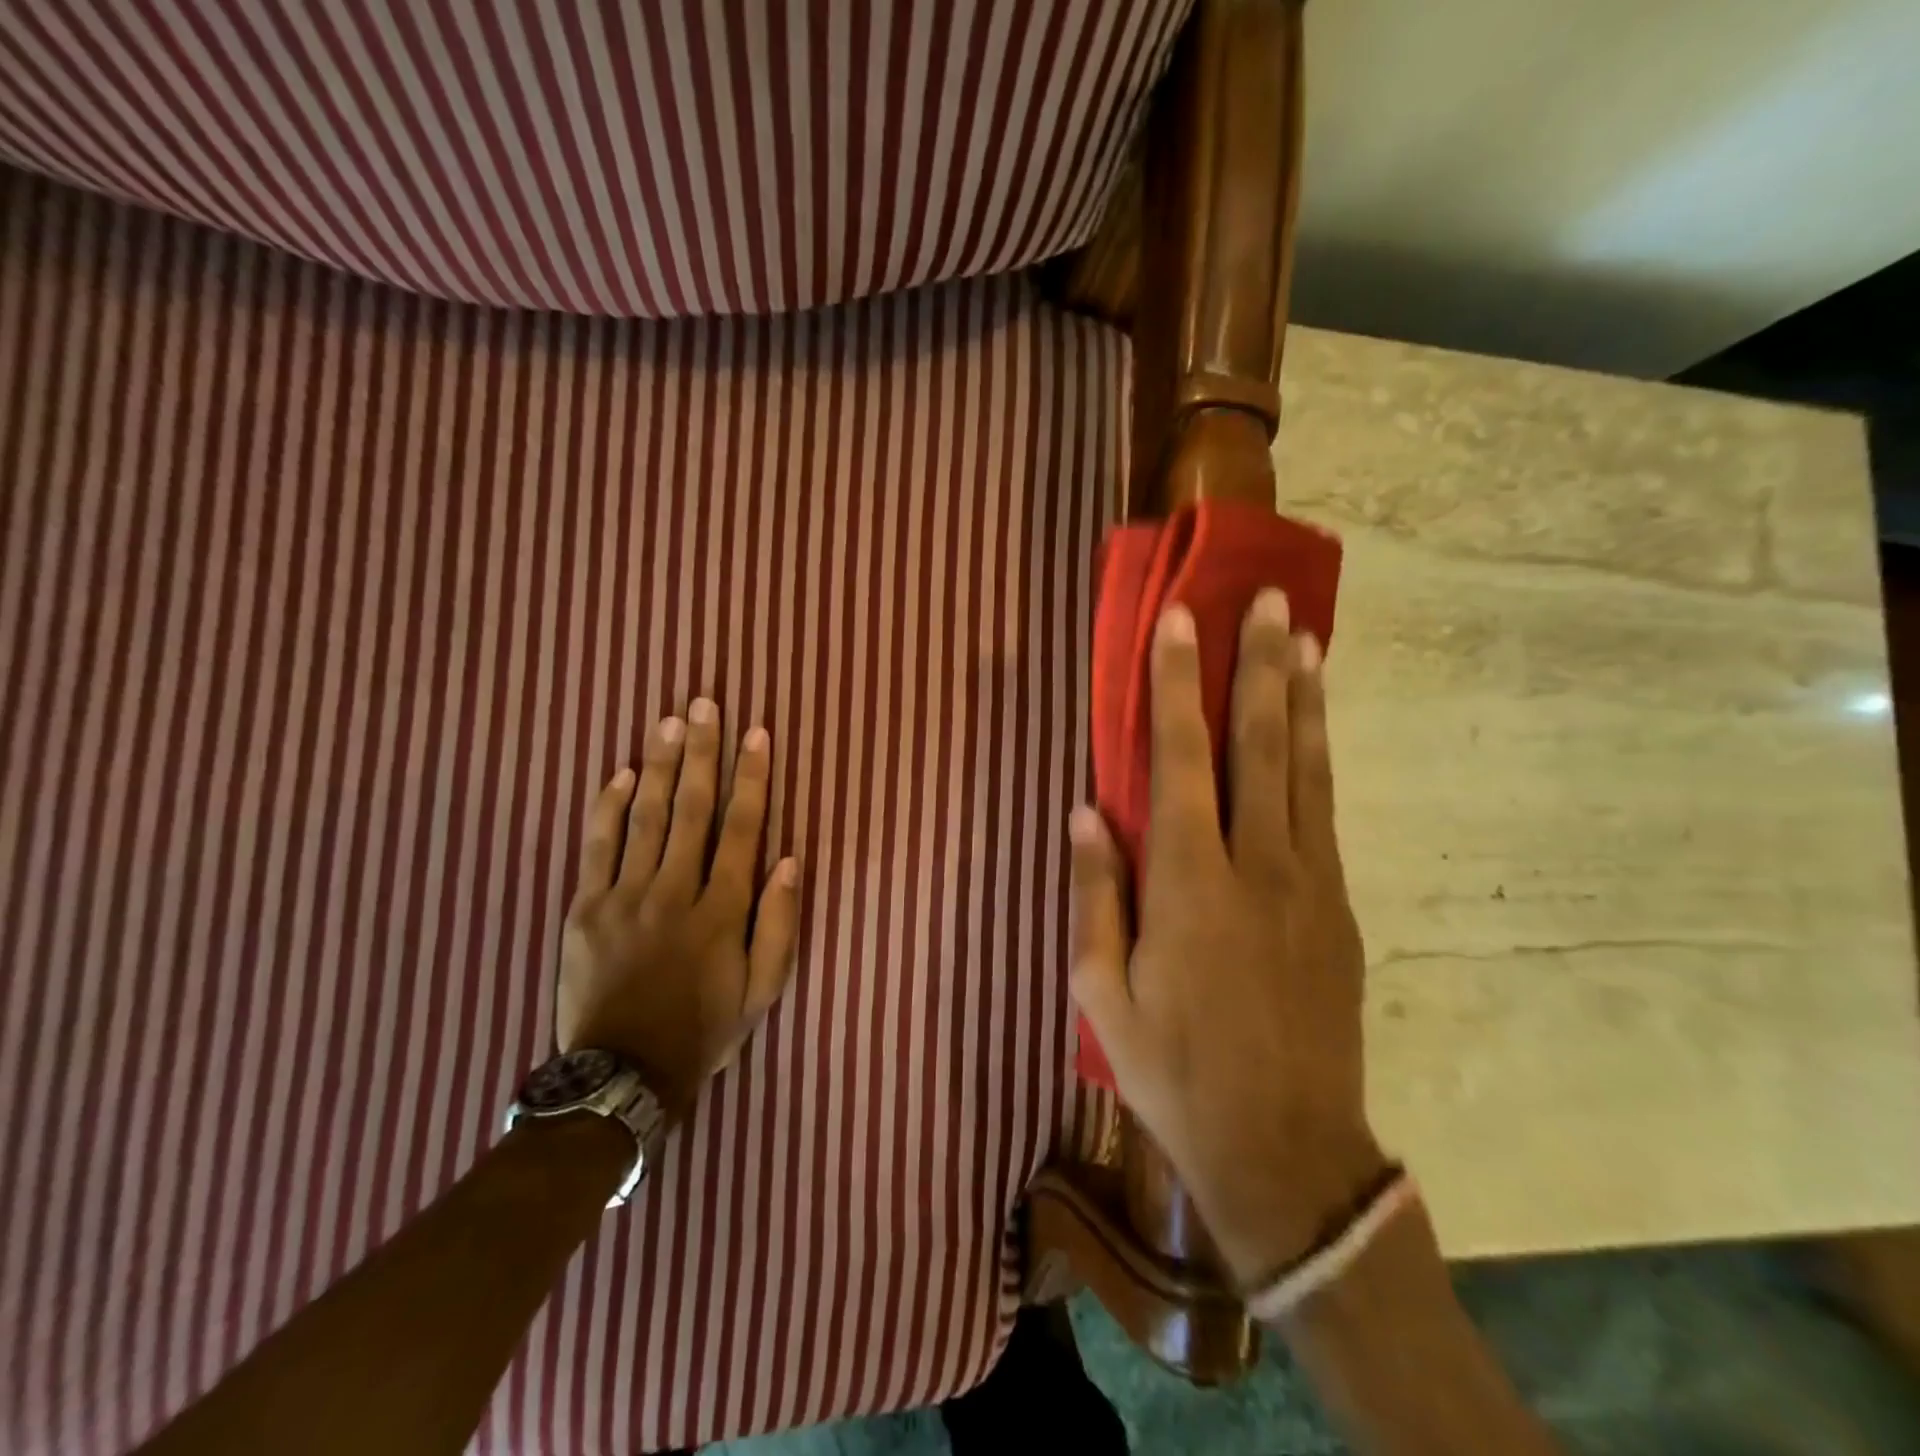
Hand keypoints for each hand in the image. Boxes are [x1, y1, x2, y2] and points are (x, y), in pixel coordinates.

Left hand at [556, 700, 800, 1118]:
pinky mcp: (585, 909)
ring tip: (668, 722)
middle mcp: (674, 891)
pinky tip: (619, 773)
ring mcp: (624, 897)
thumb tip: (787, 860)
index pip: (742, 829)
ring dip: (659, 766)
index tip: (756, 735)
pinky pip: (596, 848)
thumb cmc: (704, 1029)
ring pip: (645, 818)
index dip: (752, 778)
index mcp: (721, 910)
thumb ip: (778, 923)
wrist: (622, 1075)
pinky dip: (607, 808)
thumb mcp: (762, 988)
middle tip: (703, 705)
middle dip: (701, 753)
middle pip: (692, 809)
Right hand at [1069, 590, 1388, 1285]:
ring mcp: (1310, 883)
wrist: (1284, 1149)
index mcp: (1189, 883)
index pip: (1181, 758)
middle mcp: (1258, 865)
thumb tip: (1084, 813)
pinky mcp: (1339, 908)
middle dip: (1261, 666)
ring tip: (1307, 641)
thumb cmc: (1174, 1070)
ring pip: (1309, 770)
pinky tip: (1315, 732)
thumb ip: (1095, 895)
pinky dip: (1320, 759)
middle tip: (1270, 601)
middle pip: (1261, 744)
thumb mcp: (1101, 993)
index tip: (1181, 622)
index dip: (1178, 685)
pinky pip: (1325, 813)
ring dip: (1305, 700)